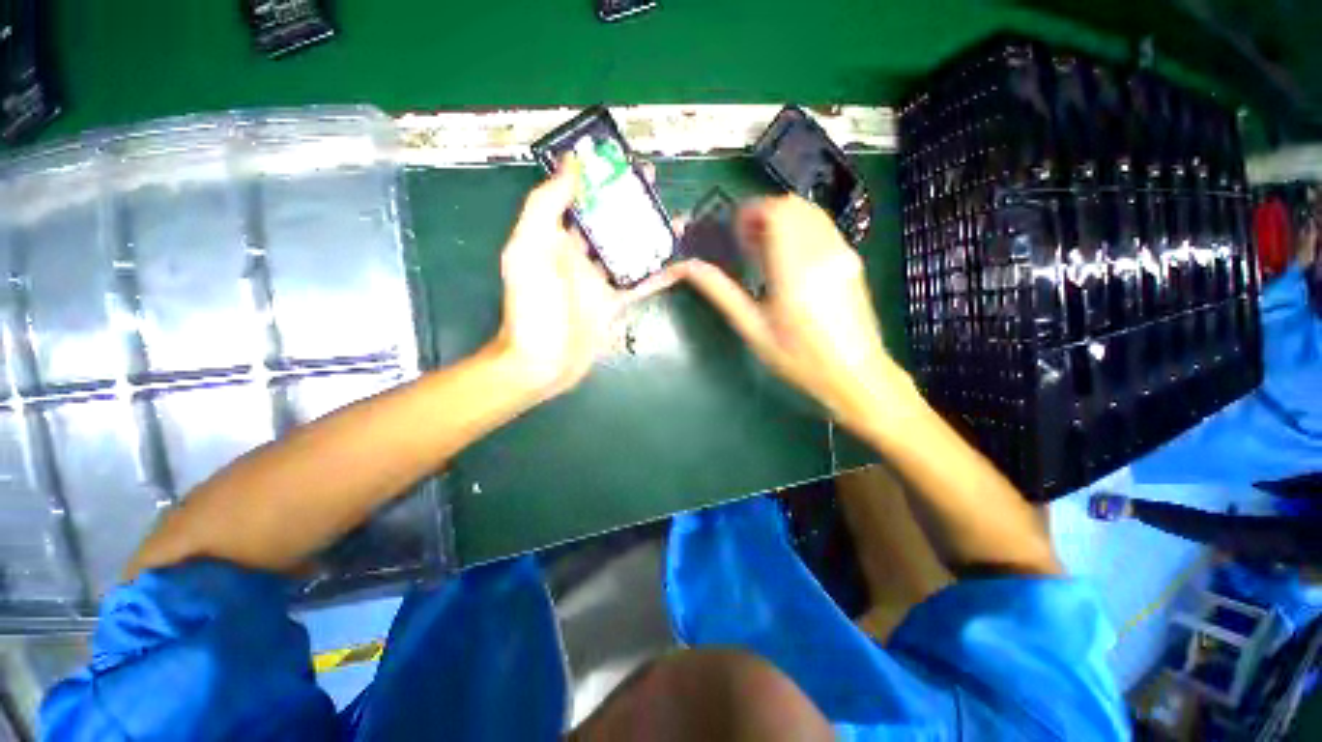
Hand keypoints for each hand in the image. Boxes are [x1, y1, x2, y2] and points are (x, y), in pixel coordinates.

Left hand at [492, 156, 676, 400]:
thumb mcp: (529, 250)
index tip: (624, 162)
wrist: (544, 362)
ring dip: (650, 235)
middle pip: (609, 221)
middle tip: (657, 187)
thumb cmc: (533, 307)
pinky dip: (658, 273)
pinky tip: (678, 261)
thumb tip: (571, 164)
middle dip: (631, 202)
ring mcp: (599, 279)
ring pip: (629, 249)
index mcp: (556, 237)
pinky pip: (639, 283)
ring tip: (676, 218)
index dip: (600, 177)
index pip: (581, 197)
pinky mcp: (614, 302)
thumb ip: (546, 206)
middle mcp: (579, 254)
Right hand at [676, 196, 918, 437]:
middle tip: (746, 242)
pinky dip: (800, 229)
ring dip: (783, 221)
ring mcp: (843, 254)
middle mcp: (823, 254)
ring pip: (810, 212)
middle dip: (764, 214)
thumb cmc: (799, 359)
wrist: (855, 374)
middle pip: (793, 206)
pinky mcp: (852, 260)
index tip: (735, 233)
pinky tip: (790, 260)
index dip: (751, 213)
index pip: (777, 213)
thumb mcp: (753, 329)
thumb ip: (721, 292)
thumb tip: (687, 268)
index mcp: (795, 272)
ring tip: (766, 252)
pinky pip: (823, 227)